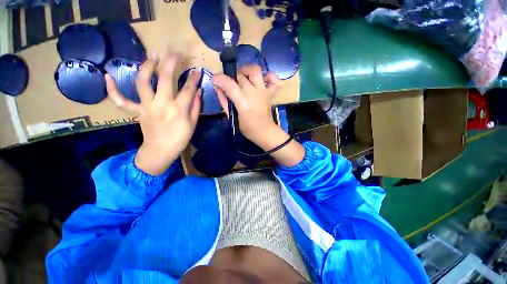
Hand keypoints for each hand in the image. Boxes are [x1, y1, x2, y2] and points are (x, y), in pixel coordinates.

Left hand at [105, 52, 201, 174]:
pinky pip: (121, 100)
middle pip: (164, 79)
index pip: (187, 89)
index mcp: (178, 110)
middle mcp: (161, 104)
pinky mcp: (136, 111)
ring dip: (146, 67)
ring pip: (142, 82)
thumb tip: (197, 91)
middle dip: (170, 63)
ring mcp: (146, 107)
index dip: (193, 79)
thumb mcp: (193, 124)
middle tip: (174, 53)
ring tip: (152, 57)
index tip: (197, 70)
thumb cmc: (180, 138)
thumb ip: (195, 106)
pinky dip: (112, 89)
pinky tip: (107, 76)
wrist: (161, 150)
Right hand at [212, 65, 280, 144]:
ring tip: (244, 77)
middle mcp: (253, 92)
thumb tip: (218, 88)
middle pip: (240, 75)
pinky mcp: (270, 93)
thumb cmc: (247, 128)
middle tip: (230, 85)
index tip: (215, 80)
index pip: (229, 84)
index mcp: (243, 101)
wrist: (264, 132)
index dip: (219, 79)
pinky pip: (274, 80)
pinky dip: (269, 77)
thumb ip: (224, 101)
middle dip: (232, 77)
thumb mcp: (232, 117)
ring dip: (247, 70)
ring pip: (256, 71)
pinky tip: (263, 80)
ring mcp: (263, 91)